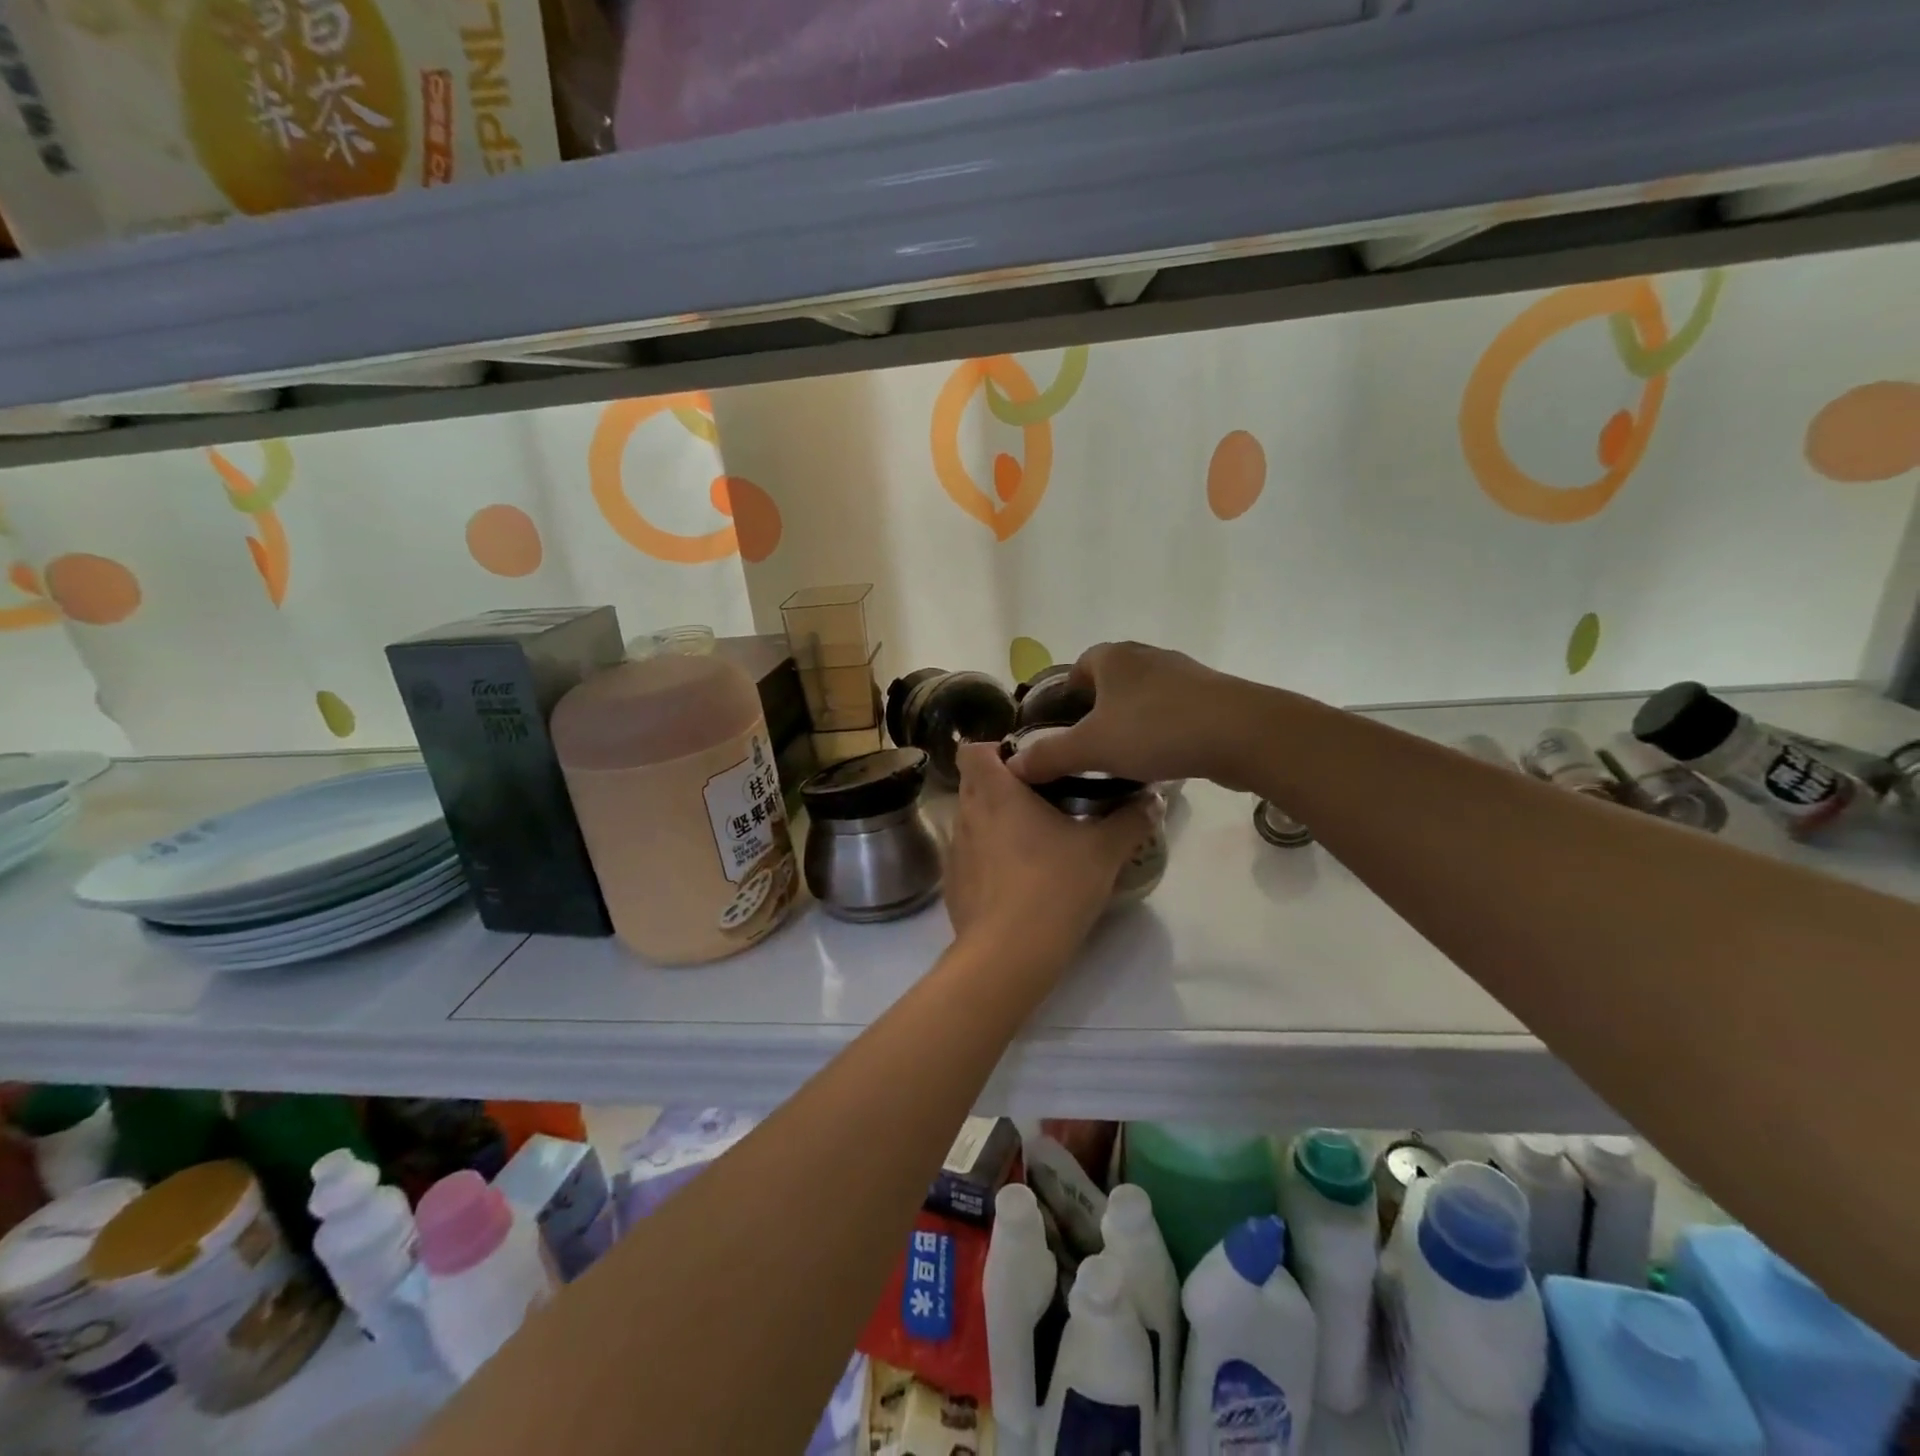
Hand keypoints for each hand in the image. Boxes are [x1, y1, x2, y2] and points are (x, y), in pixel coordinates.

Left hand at [945, 742, 1157, 974]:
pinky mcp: (954, 884)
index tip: (1029, 766)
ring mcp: (955, 851)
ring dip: (995, 822)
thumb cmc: (1054, 886)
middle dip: (1002, 786)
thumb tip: (1153, 799)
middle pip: (973, 783)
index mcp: (995, 792)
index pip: (973, 750)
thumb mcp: (1104, 851)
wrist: (1008, 955)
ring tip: (1034, 841)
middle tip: (1042, 800)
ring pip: (971, 820)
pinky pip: (969, 856)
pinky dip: (988, 858)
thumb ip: (1130, 820)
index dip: (995, 751)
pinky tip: (1017, 880)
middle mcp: (967, 814)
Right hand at [1007, 642, 1247, 788]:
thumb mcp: (1092, 747)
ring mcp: (1183, 674)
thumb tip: (1011, 765)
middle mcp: (1146, 656)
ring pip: (1142, 698)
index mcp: (1113, 658)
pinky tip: (1162, 758)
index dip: (1066, 696)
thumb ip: (1050, 756)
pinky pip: (1172, 711)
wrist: (1240, 734)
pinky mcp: (1211, 696)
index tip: (1064, 728)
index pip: (1078, 668)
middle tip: (1090, 748)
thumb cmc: (1155, 730)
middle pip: (1110, 682)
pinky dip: (1161, 731)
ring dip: (1131, 722)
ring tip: (1124, 758)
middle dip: (1098, 712)